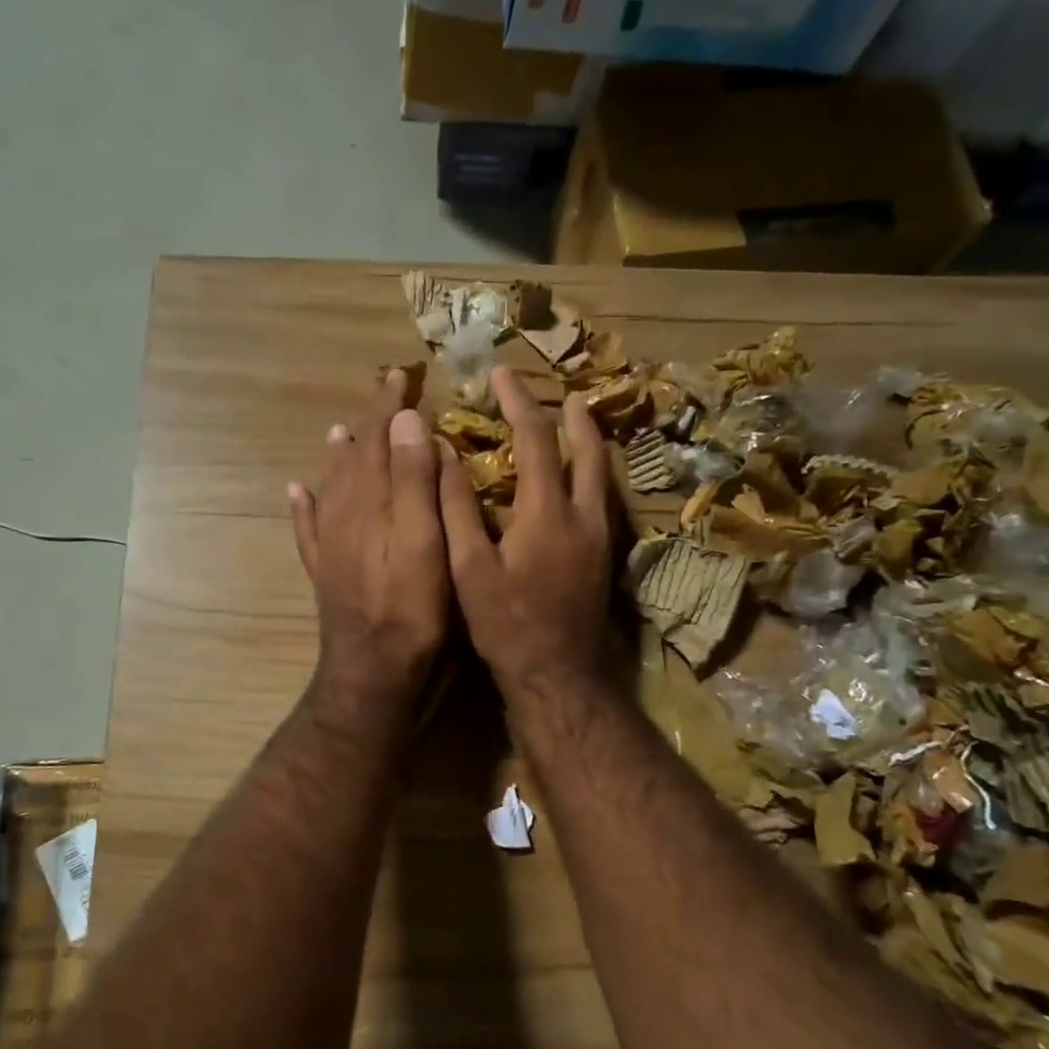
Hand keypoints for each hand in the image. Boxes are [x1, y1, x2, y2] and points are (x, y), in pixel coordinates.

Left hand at [289, 371, 450, 701]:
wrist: (373, 674)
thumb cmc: (412, 612)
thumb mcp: (426, 543)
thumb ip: (413, 482)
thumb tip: (407, 421)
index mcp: (372, 503)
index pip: (379, 440)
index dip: (390, 407)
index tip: (402, 375)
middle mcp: (344, 516)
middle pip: (354, 458)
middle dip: (369, 424)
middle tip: (383, 396)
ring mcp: (331, 546)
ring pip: (330, 487)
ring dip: (338, 456)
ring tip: (339, 431)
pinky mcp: (326, 573)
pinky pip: (308, 528)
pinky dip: (303, 506)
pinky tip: (297, 492)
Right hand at [438, 366, 614, 703]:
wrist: (556, 673)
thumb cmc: (505, 623)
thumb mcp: (468, 567)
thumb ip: (456, 508)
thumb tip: (443, 454)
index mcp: (547, 511)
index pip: (536, 438)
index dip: (518, 401)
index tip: (501, 374)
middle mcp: (584, 514)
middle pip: (586, 448)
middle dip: (570, 414)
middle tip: (556, 392)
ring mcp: (601, 536)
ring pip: (602, 472)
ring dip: (588, 440)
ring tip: (575, 421)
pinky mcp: (605, 555)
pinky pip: (604, 496)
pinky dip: (592, 471)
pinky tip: (580, 476)